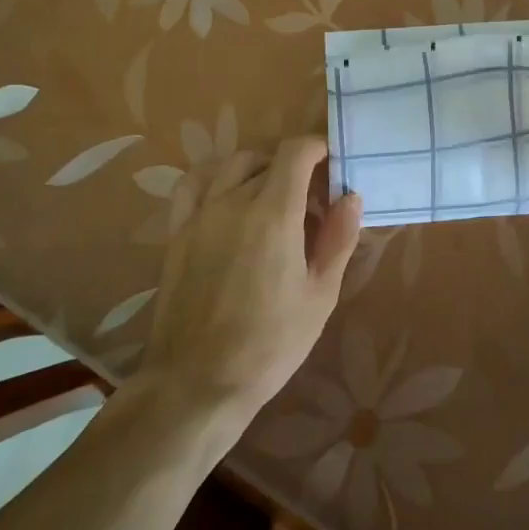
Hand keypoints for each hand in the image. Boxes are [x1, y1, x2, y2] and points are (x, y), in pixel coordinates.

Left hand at [140, 135, 362, 422]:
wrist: (197, 382)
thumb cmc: (270, 343)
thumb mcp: (320, 295)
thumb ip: (338, 239)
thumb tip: (350, 197)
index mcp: (274, 213)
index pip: (296, 151)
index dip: (319, 147)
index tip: (334, 164)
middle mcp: (233, 201)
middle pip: (268, 158)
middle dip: (297, 168)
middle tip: (313, 201)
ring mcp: (200, 214)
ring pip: (233, 165)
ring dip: (260, 169)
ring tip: (274, 199)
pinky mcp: (178, 232)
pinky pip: (193, 184)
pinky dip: (216, 177)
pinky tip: (228, 198)